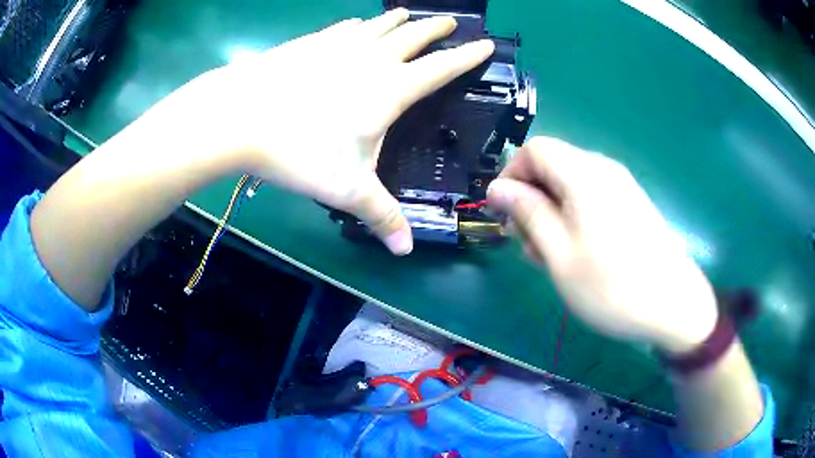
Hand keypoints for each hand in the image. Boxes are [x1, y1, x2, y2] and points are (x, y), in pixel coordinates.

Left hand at [163, 9, 493, 254]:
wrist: (240, 116)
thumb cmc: (299, 151)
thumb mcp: (346, 189)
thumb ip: (380, 216)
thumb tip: (406, 250)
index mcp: (389, 90)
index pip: (441, 68)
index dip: (467, 57)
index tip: (486, 45)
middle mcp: (370, 59)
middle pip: (413, 36)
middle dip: (435, 28)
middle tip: (450, 22)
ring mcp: (338, 46)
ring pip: (379, 25)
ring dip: (397, 19)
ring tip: (407, 14)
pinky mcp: (310, 44)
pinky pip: (344, 28)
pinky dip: (358, 25)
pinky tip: (357, 24)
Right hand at [487, 137, 717, 353]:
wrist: (673, 306)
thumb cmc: (612, 286)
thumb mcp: (559, 254)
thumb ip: (528, 213)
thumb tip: (498, 187)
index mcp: (584, 174)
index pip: (535, 149)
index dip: (512, 175)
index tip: (505, 214)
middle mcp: (603, 169)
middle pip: (553, 166)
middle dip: (532, 199)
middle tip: (528, 245)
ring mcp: (621, 186)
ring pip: (571, 185)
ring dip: (551, 213)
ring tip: (551, 256)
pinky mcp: (631, 204)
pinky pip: (591, 198)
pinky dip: (574, 218)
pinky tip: (576, 253)